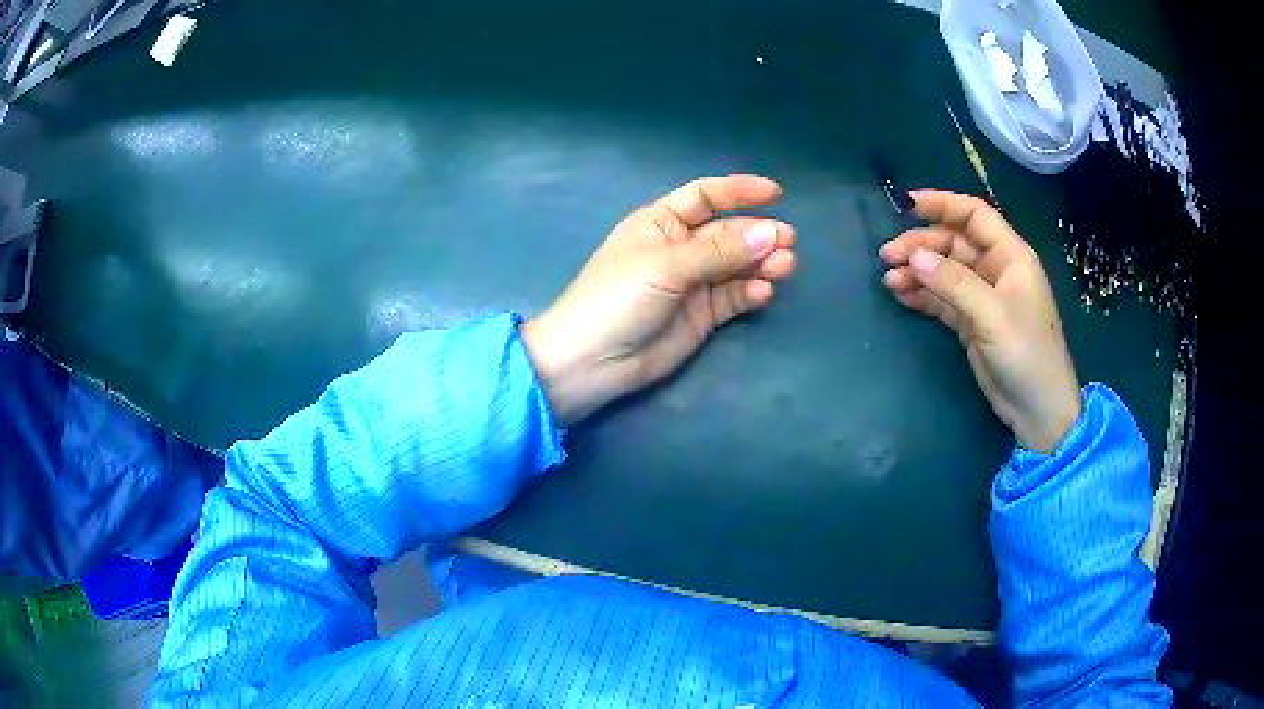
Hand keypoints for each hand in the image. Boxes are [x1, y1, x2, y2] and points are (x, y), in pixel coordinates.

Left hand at [522, 175, 796, 425]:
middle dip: (757, 234)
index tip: (776, 194)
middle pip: (727, 233)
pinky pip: (732, 298)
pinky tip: (762, 293)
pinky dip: (749, 293)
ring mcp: (692, 284)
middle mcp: (679, 248)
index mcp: (660, 222)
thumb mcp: (666, 266)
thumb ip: (719, 251)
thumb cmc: (617, 298)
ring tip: (785, 266)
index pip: (705, 197)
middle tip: (788, 241)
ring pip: (735, 266)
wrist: (592, 361)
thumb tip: (770, 233)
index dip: (738, 192)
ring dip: (760, 263)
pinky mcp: (701, 316)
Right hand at [880, 190, 1079, 452]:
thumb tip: (913, 257)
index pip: (973, 215)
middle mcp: (995, 270)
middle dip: (920, 245)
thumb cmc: (1027, 354)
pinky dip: (922, 296)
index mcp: (1010, 256)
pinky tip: (901, 296)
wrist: (1038, 410)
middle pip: (952, 243)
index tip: (905, 204)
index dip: (942, 204)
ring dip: (917, 272)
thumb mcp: (992, 315)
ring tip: (889, 280)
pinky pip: (942, 299)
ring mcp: (982, 297)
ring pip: (943, 272)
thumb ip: (954, 283)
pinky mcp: (971, 323)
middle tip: (887, 256)